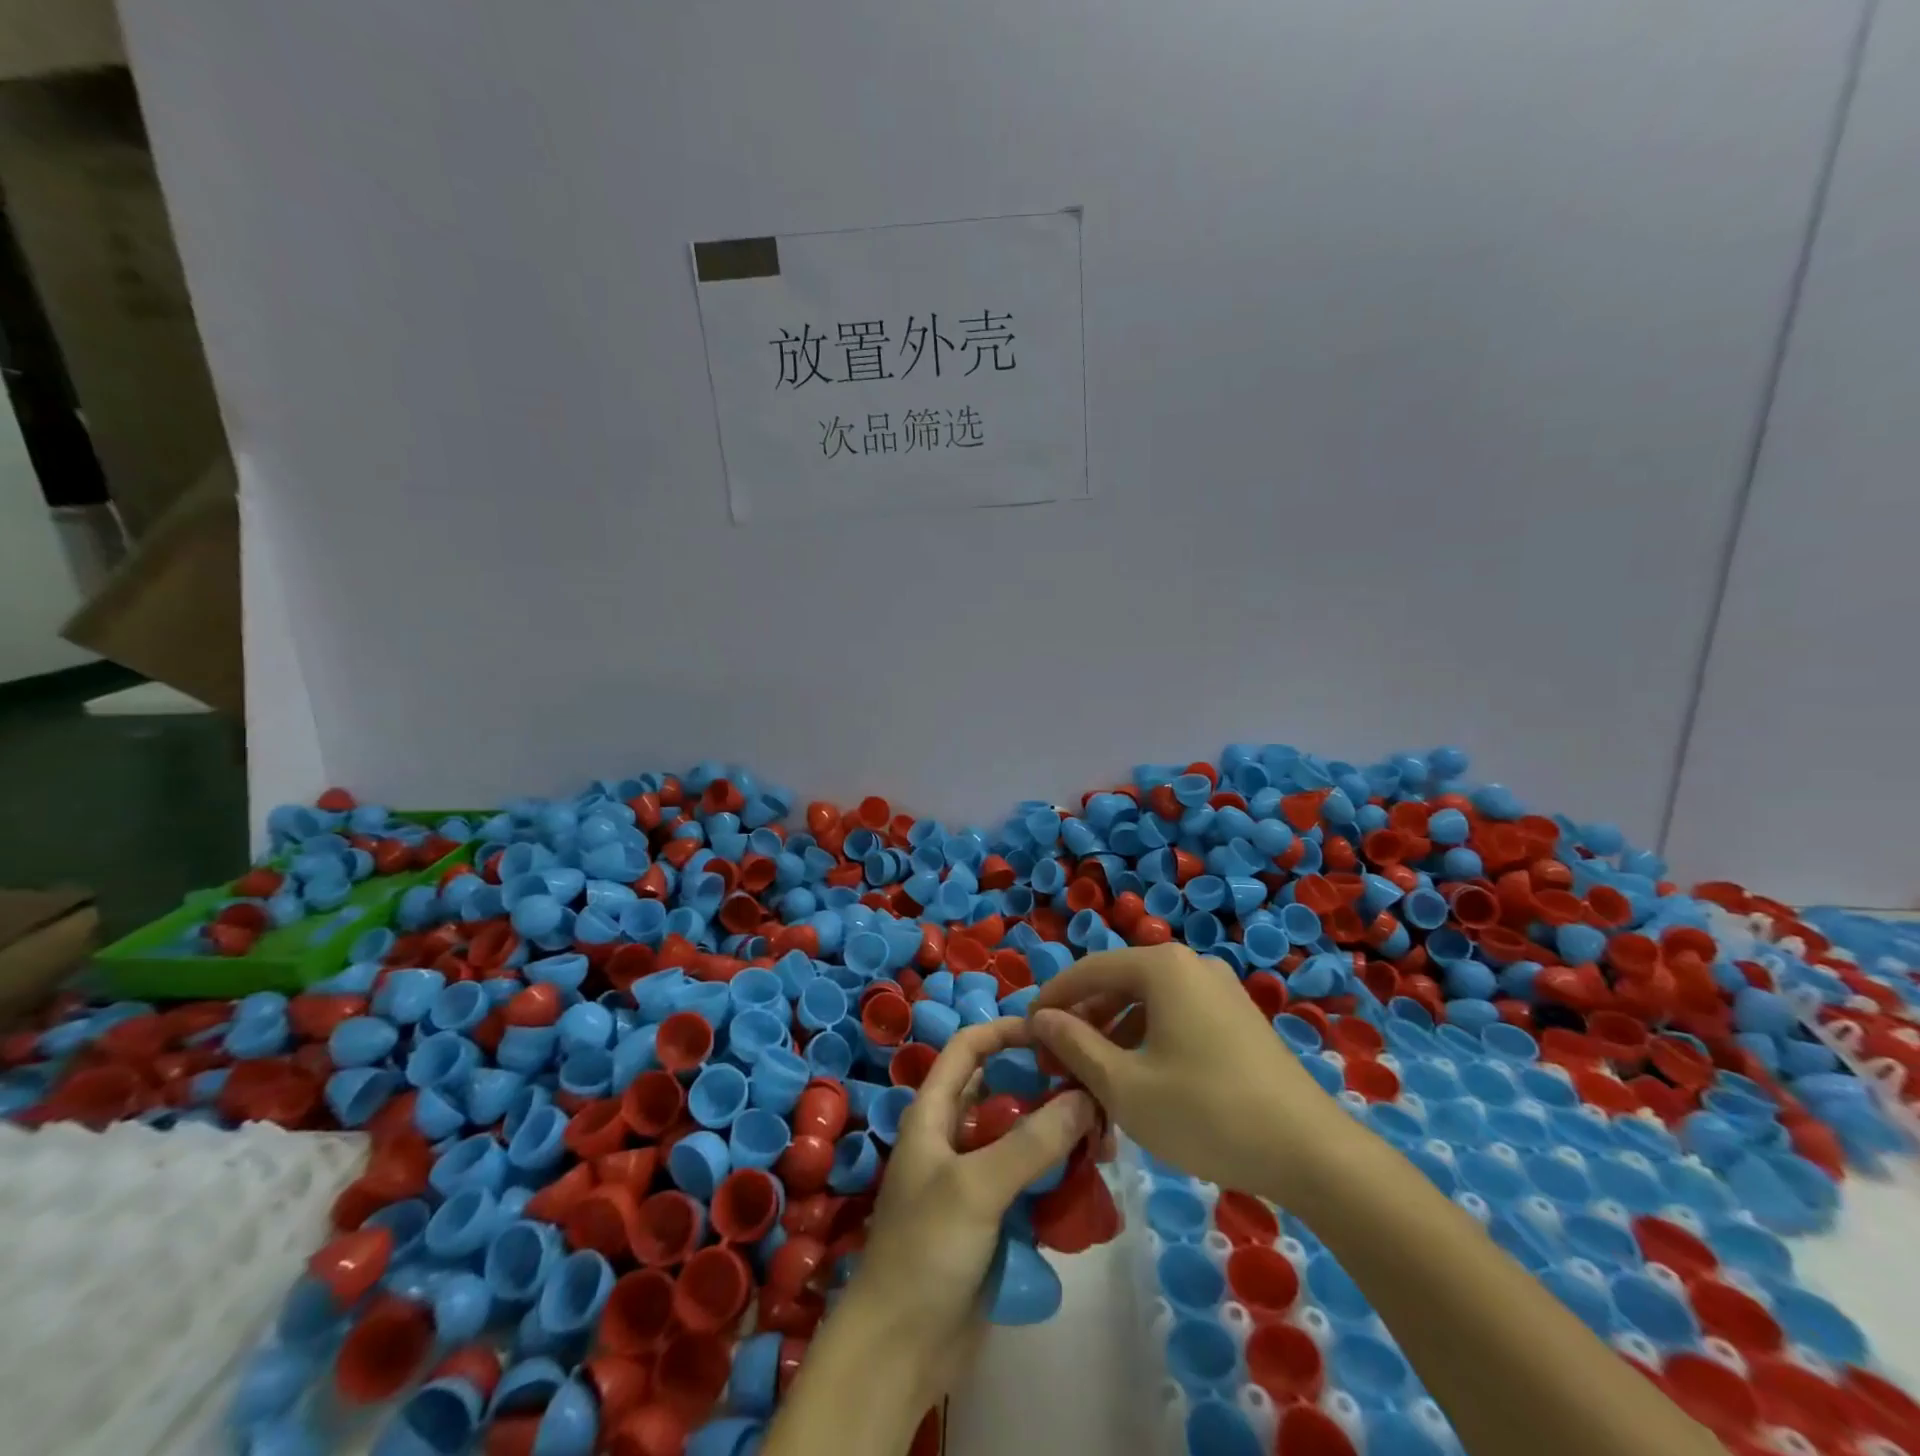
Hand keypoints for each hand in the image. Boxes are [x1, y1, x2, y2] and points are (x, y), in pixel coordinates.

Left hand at [836, 1018, 1096, 1403]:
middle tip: (1094, 1089)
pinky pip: (1030, 1181)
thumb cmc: (925, 1251)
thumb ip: (1031, 1143)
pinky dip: (1057, 1175)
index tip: (1053, 1031)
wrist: (900, 1351)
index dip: (1005, 1031)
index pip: (968, 1048)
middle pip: (1003, 1092)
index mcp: (933, 1113)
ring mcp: (974, 1179)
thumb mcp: (975, 1188)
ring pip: (1022, 1138)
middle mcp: (953, 1136)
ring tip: (1103, 1138)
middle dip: (1045, 1087)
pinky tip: (1091, 1182)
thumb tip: (1085, 1097)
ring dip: (1058, 1134)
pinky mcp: (993, 1217)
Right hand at [1028, 944, 1342, 1202]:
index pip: (1088, 970)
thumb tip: (1041, 1019)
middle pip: (1118, 983)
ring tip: (1092, 1077)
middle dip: (1084, 1020)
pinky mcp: (1237, 1017)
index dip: (1052, 998)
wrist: (1310, 1152)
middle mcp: (1190, 964)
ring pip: (1147, 1002)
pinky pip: (1176, 1016)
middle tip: (1058, 1061)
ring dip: (1113, 1034)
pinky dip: (1147, 1040)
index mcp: (1162, 966)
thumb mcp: (1125, 1085)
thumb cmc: (1206, 1112)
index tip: (1026, 1032)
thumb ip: (1075, 1045)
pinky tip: (1138, 1080)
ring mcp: (1219, 989)